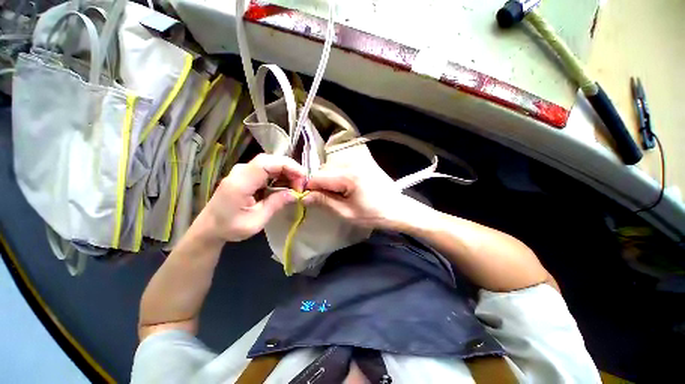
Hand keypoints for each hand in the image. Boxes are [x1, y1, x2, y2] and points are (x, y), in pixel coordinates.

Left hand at [199, 154, 305, 242]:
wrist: (209, 227)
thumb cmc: (230, 227)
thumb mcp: (256, 221)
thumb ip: (275, 204)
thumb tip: (295, 193)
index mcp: (240, 183)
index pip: (266, 163)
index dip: (288, 166)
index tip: (302, 179)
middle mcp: (241, 171)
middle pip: (270, 160)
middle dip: (290, 169)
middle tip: (301, 184)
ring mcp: (243, 171)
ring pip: (271, 163)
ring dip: (287, 172)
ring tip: (296, 186)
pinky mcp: (247, 174)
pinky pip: (267, 169)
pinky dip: (280, 175)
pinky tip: (286, 185)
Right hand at [304, 165, 423, 230]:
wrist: (397, 208)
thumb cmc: (373, 214)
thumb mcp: (346, 212)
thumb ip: (324, 201)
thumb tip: (304, 196)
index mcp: (348, 175)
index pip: (317, 177)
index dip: (309, 188)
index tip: (308, 199)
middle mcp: (351, 162)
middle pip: (323, 170)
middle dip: (319, 185)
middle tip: (326, 200)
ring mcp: (357, 160)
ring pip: (331, 168)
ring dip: (328, 181)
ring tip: (338, 195)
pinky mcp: (362, 161)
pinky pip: (341, 166)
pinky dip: (337, 176)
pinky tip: (345, 187)